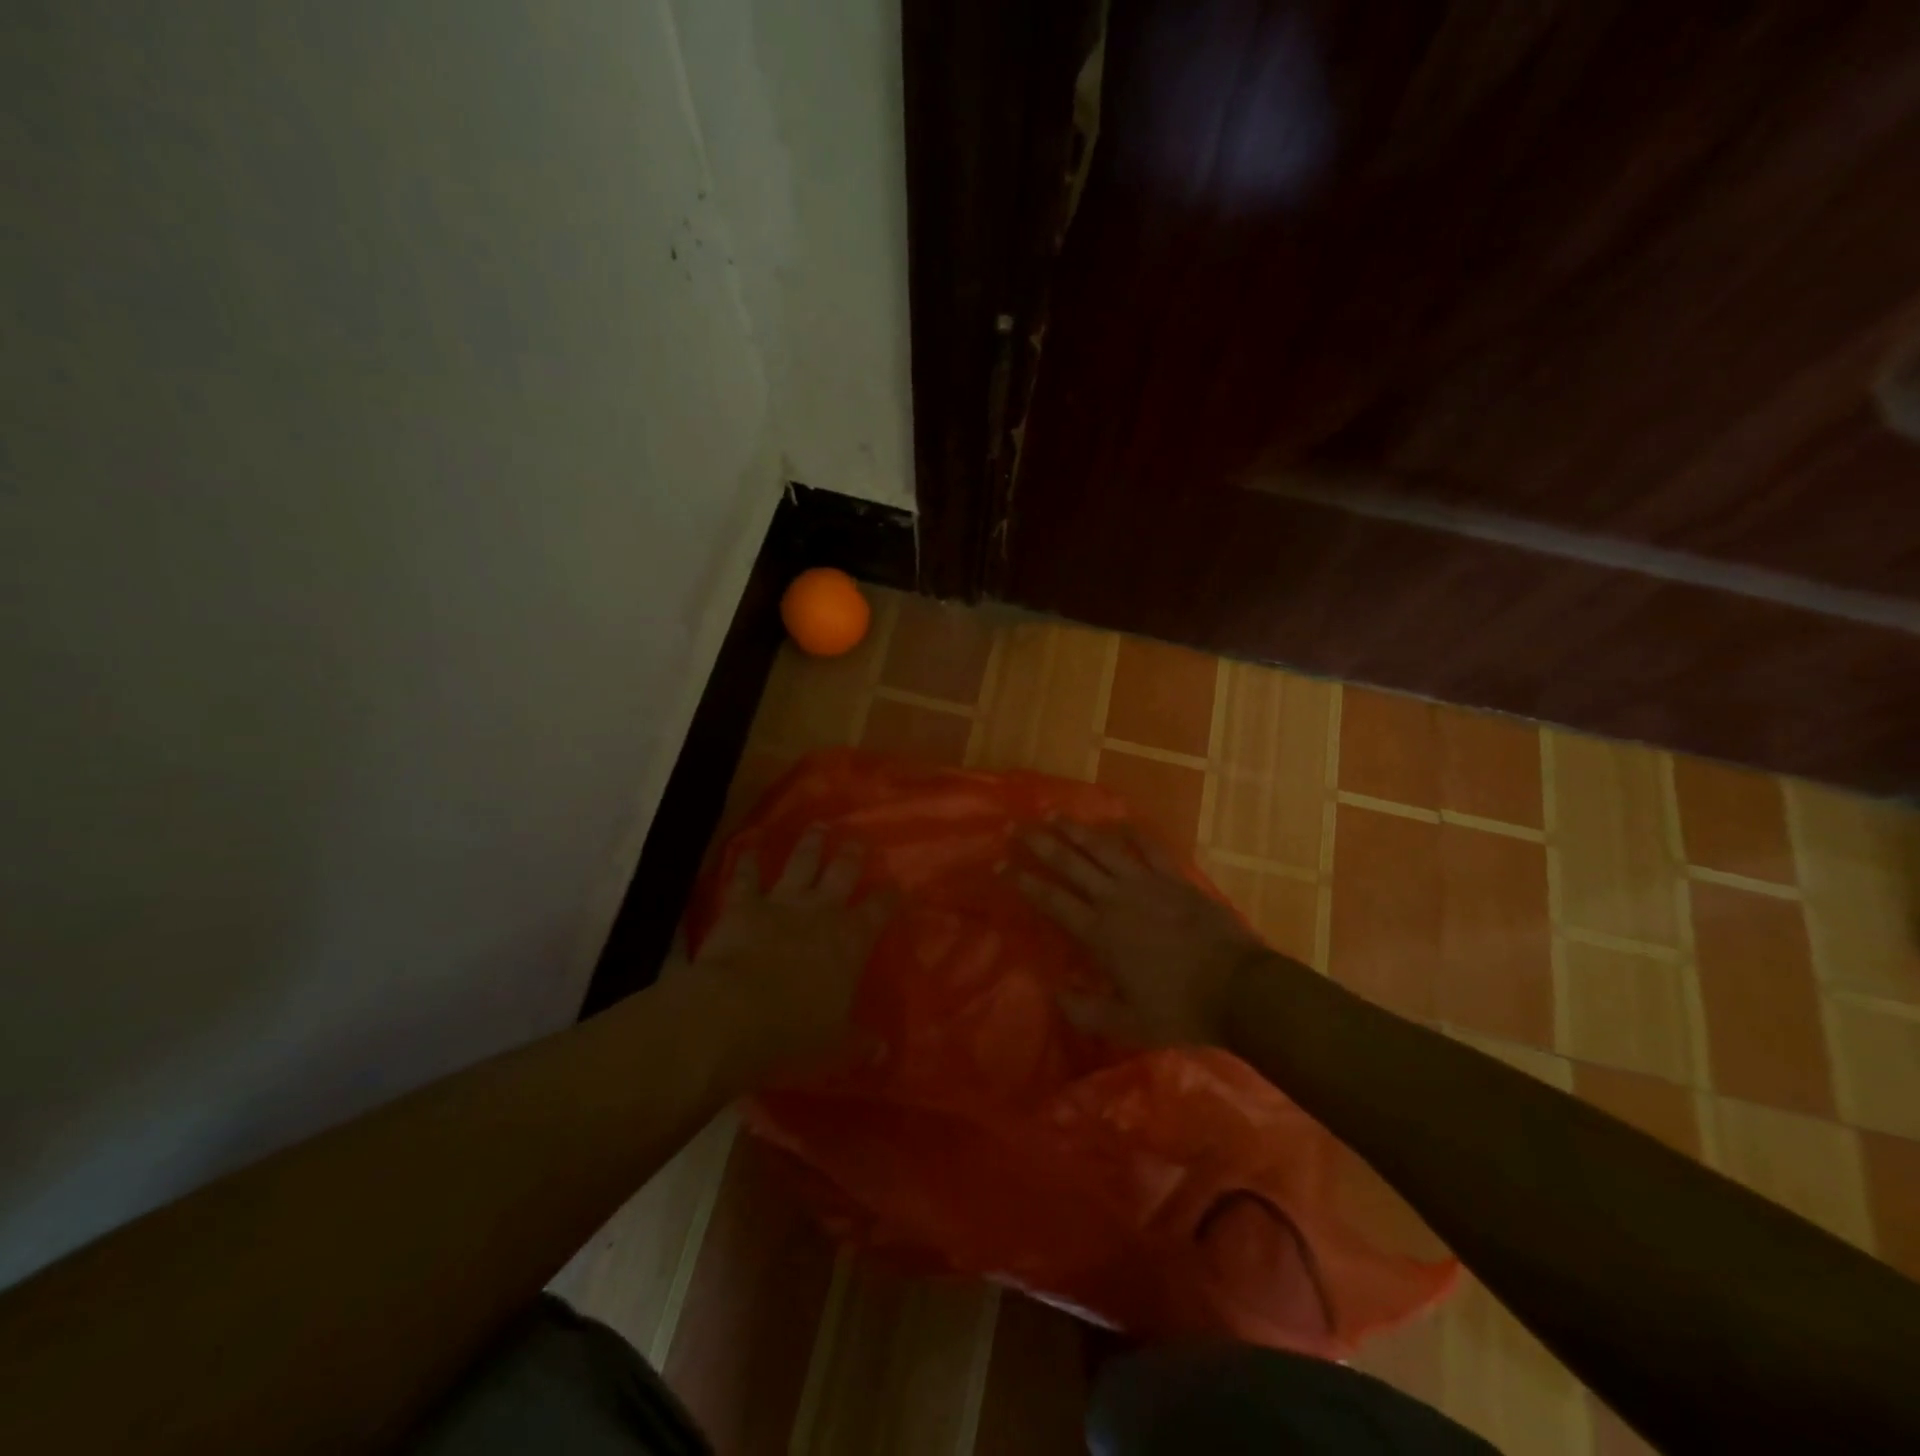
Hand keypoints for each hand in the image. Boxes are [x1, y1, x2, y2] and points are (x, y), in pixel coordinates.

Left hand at [697, 827, 893, 1067]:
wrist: (735, 1014)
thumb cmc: (794, 1032)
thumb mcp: (836, 1046)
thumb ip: (860, 1043)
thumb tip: (884, 1051)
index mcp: (850, 941)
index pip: (878, 910)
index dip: (889, 897)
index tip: (896, 886)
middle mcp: (821, 912)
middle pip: (842, 873)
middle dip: (852, 855)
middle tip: (858, 840)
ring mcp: (781, 903)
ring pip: (801, 864)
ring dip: (811, 845)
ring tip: (818, 826)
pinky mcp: (744, 906)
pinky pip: (746, 877)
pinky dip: (747, 860)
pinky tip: (748, 844)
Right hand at [1013, 820, 1268, 1047]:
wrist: (1238, 988)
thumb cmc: (1180, 1009)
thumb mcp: (1127, 1024)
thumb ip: (1086, 1011)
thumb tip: (1055, 992)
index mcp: (1099, 932)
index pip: (1051, 900)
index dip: (1023, 881)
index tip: (1000, 865)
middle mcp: (1116, 899)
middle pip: (1071, 863)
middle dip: (1041, 844)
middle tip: (1017, 828)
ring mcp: (1147, 883)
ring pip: (1103, 849)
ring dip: (1077, 831)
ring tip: (1056, 816)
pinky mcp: (1175, 879)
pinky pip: (1149, 849)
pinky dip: (1132, 834)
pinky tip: (1120, 824)